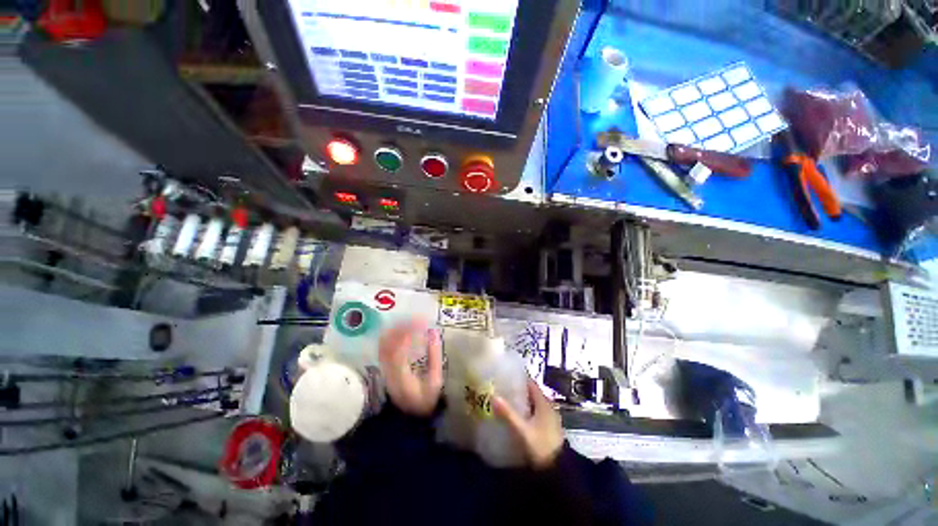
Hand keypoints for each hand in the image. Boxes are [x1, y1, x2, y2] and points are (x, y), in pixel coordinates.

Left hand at [378, 319, 442, 416]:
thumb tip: (434, 333)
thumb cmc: (425, 399)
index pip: (400, 346)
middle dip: (403, 325)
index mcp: (401, 373)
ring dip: (397, 328)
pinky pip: (384, 345)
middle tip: (418, 318)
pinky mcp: (383, 365)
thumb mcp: (435, 380)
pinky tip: (403, 330)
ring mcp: (383, 366)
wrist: (409, 415)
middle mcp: (388, 368)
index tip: (423, 322)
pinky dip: (393, 334)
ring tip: (411, 321)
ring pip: (384, 341)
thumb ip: (435, 356)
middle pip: (389, 340)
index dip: (410, 331)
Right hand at [493, 378, 563, 468]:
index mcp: (544, 403)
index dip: (519, 378)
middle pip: (531, 393)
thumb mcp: (522, 431)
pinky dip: (525, 411)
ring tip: (505, 400)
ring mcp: (549, 418)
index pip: (531, 383)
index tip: (505, 375)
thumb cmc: (541, 446)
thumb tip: (493, 396)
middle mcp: (548, 407)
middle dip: (517, 390)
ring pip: (533, 404)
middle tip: (501, 388)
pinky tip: (515, 416)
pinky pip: (534, 413)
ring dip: (521, 401)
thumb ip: (508, 414)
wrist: (558, 472)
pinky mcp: (548, 428)